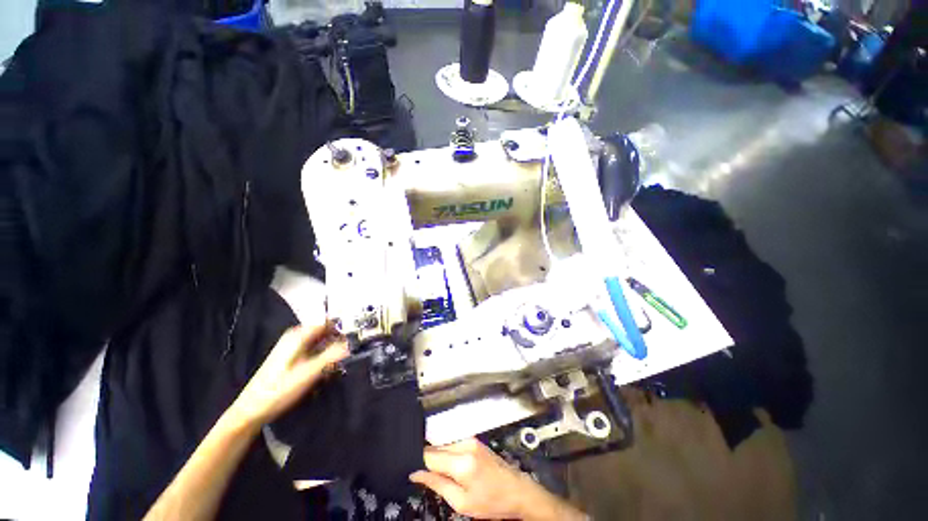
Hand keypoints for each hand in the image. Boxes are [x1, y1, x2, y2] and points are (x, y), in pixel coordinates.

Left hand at [230, 323, 347, 427]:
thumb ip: (332, 355)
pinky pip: (315, 350)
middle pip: (326, 331)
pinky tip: (328, 370)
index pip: (328, 322)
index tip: (358, 337)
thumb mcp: (309, 373)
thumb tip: (353, 343)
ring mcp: (294, 347)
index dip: (344, 327)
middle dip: (340, 340)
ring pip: (322, 342)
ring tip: (341, 363)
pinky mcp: (293, 357)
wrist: (251, 410)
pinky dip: (324, 357)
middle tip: (352, 353)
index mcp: (299, 335)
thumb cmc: (279, 390)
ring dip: (333, 350)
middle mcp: (297, 337)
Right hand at [410, 438, 585, 520]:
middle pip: (436, 447)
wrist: (517, 490)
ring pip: (443, 445)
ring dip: (438, 458)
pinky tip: (451, 468)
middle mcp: (465, 444)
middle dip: (428, 460)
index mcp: (461, 462)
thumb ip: (437, 485)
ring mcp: (470, 439)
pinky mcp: (474, 439)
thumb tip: (416, 474)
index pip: (429, 455)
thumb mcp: (462, 503)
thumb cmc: (490, 502)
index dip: (419, 463)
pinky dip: (448, 454)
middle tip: (425, 476)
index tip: (412, 471)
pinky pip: (453, 444)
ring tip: (441, 474)